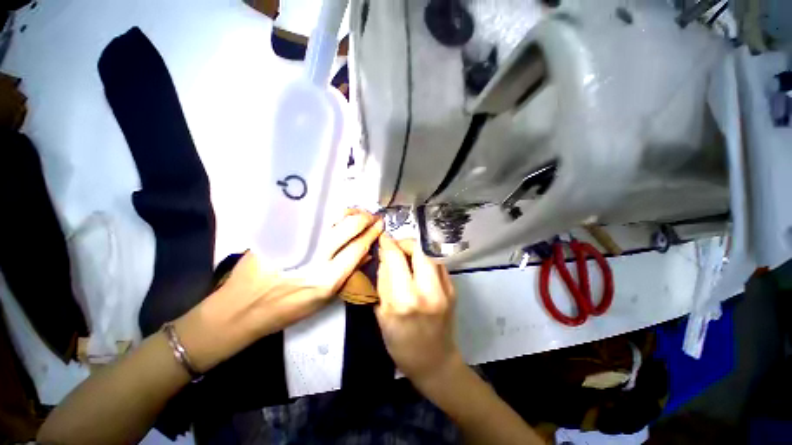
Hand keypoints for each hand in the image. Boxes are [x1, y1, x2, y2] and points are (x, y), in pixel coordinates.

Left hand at [177, 209, 383, 371]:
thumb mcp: (322, 301)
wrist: (239, 309)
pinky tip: (336, 213)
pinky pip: (312, 217)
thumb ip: (347, 274)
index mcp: (327, 279)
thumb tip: (366, 253)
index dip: (372, 233)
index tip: (380, 224)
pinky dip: (329, 213)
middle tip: (371, 216)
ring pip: (331, 216)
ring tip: (357, 213)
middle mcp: (316, 258)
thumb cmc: (285, 311)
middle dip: (365, 218)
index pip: (358, 247)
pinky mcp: (281, 234)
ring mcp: (298, 243)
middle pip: (348, 227)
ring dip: (349, 212)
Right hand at [375, 234, 461, 385]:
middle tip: (395, 247)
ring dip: (416, 249)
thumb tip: (385, 257)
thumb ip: (383, 282)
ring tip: (406, 255)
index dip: (388, 244)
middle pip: (417, 248)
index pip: (395, 259)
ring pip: (429, 253)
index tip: (383, 239)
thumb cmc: (402, 345)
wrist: (436, 362)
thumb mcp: (383, 316)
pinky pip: (437, 264)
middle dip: (404, 242)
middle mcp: (427, 291)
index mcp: (404, 301)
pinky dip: (425, 260)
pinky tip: (418, 267)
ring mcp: (445, 289)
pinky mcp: (453, 289)